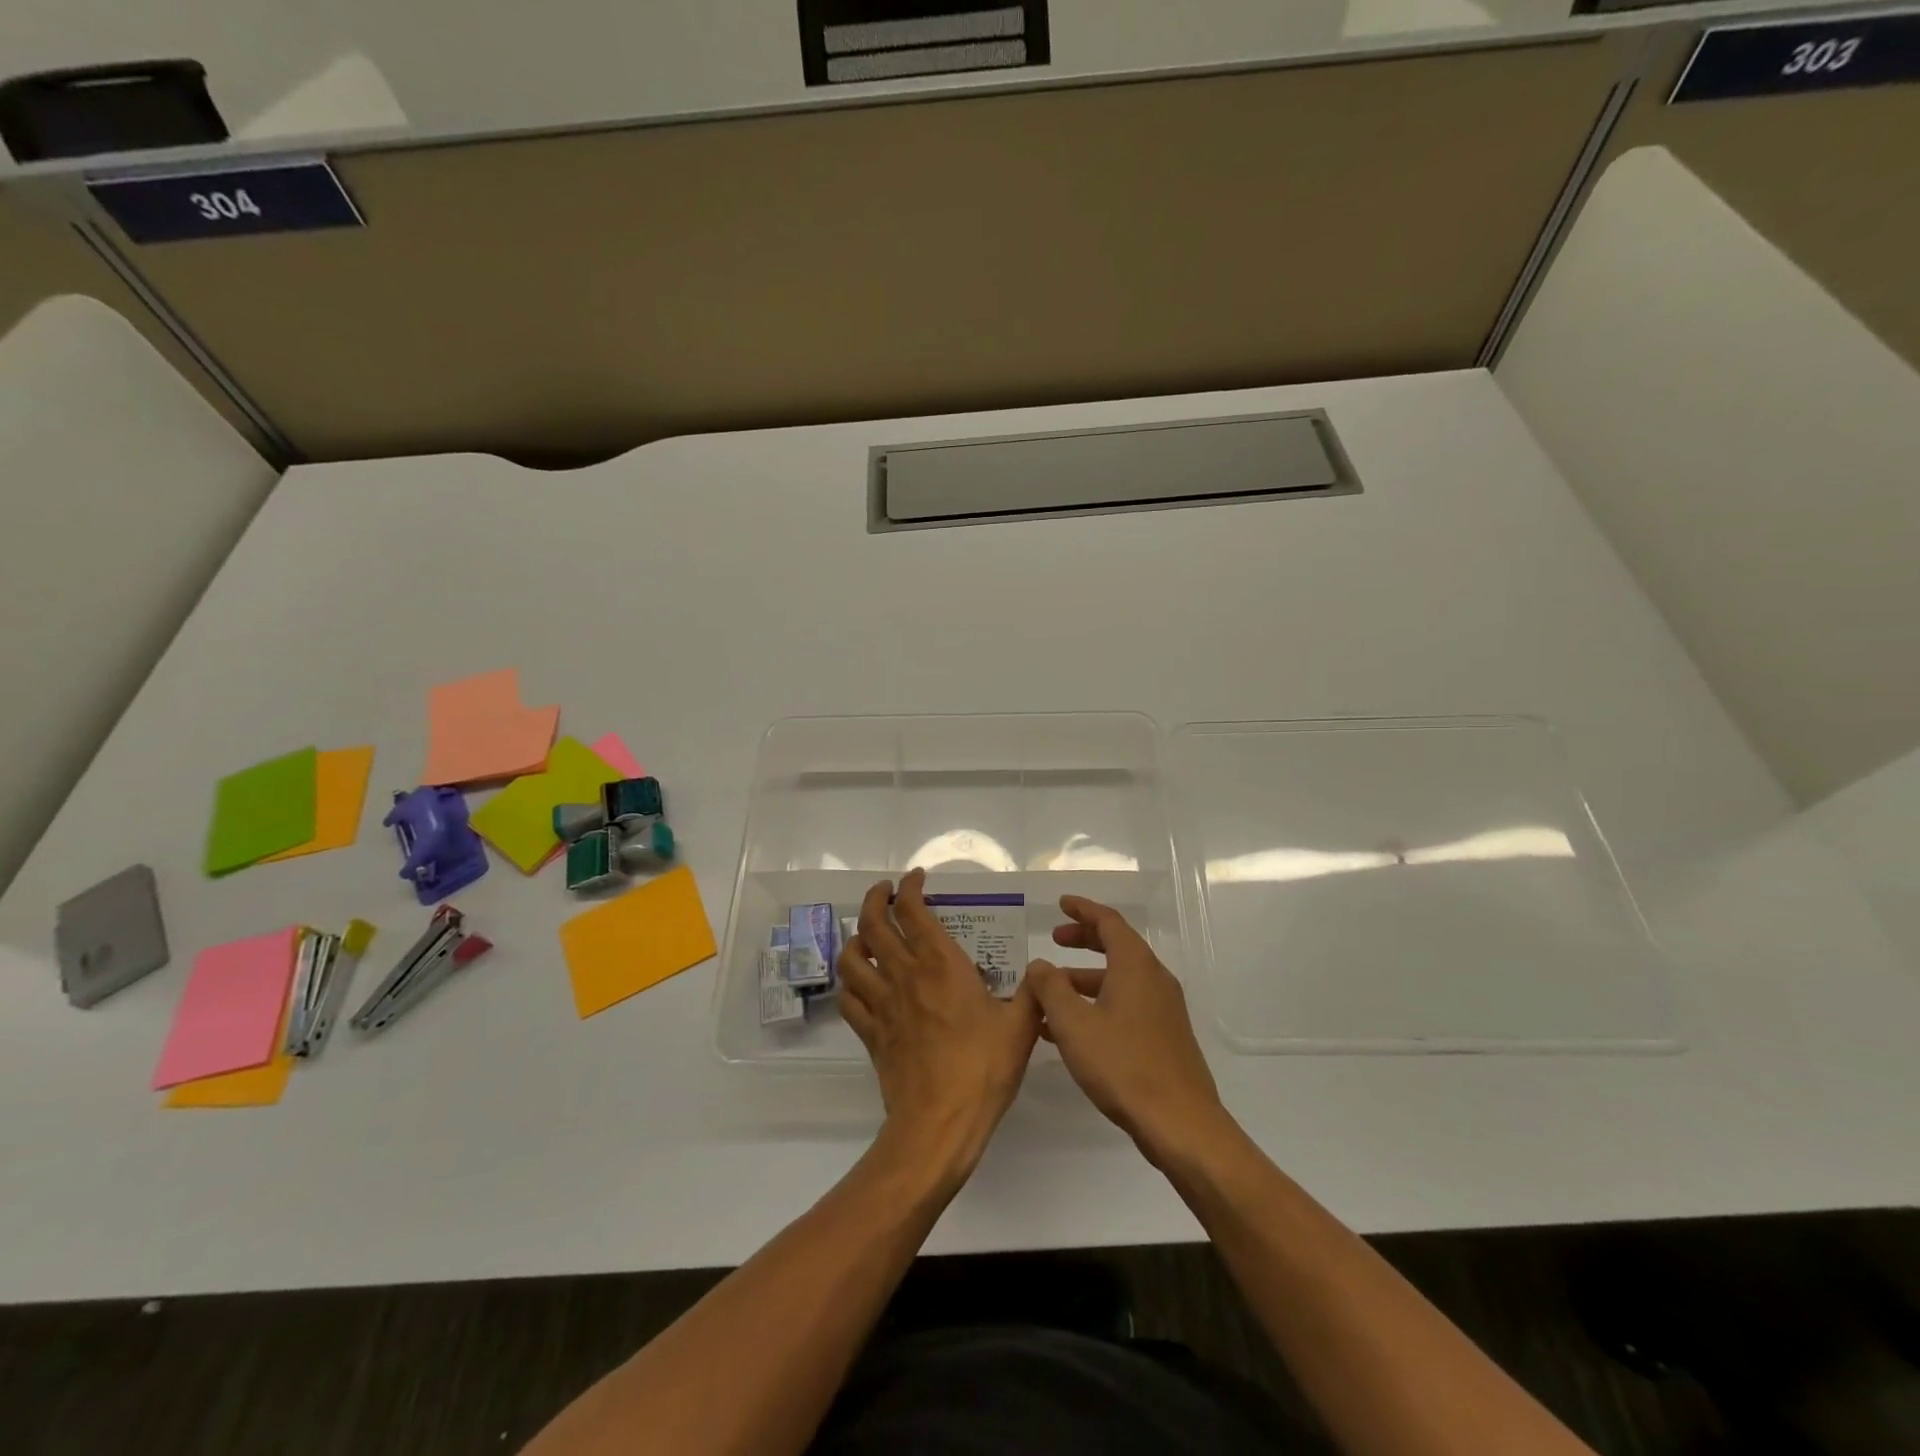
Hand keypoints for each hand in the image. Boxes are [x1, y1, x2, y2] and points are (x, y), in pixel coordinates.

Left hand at [838, 869, 1041, 1188]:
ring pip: (852, 957)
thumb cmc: (983, 1069)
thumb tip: (1042, 971)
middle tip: (884, 892)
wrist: (939, 1123)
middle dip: (875, 899)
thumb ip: (1033, 992)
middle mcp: (905, 974)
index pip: (913, 910)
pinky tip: (862, 983)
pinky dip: (851, 982)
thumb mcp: (1022, 1026)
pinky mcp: (871, 1033)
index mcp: (941, 964)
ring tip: (866, 933)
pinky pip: (850, 998)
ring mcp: (882, 1004)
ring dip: (856, 937)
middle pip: (873, 924)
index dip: (909, 887)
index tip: (915, 878)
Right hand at [1026, 896, 1230, 1165]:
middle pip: (1117, 945)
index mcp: (1135, 965)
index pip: (1108, 921)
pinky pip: (1128, 1003)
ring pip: (1120, 978)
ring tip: (1052, 993)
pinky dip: (1099, 1002)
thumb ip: (1051, 988)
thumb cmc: (1123, 1066)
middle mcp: (1154, 978)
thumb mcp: (1074, 1024)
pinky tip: (1074, 1029)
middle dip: (1084, 940)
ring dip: (1086, 978)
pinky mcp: (1166, 1035)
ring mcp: (1164, 1008)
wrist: (1181, 1123)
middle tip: (1055, 940)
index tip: (1061, 904)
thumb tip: (1039, 965)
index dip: (1083, 910)